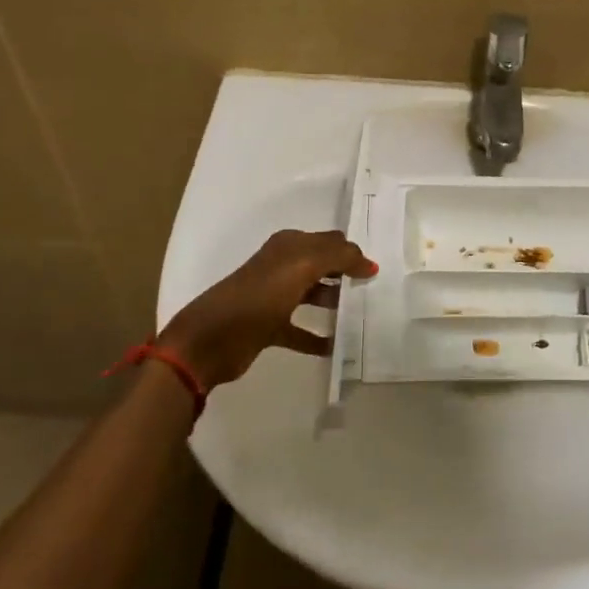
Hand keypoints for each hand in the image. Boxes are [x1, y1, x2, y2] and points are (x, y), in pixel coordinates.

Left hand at [157, 229, 377, 391]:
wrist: (210, 341)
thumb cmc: (257, 297)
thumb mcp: (300, 267)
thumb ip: (337, 257)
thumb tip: (368, 262)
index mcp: (288, 246)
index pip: (330, 241)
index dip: (352, 252)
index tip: (378, 269)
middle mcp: (282, 266)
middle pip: (322, 266)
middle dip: (346, 274)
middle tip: (375, 290)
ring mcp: (274, 298)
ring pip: (313, 295)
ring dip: (334, 303)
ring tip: (360, 316)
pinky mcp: (269, 327)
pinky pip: (301, 330)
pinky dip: (317, 337)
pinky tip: (336, 347)